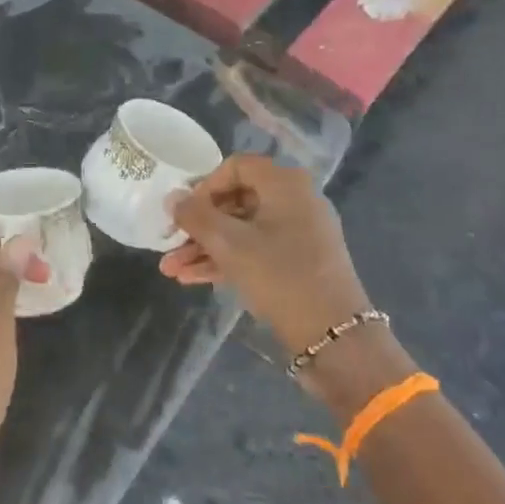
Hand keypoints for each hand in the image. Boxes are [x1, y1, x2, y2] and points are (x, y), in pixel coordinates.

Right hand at [161, 155, 370, 355]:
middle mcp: (295, 200)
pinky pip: (255, 249)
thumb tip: (172, 198)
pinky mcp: (298, 261)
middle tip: (170, 243)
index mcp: (285, 184)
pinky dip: (226, 260)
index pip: (235, 166)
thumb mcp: (229, 244)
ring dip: (205, 247)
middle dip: (198, 225)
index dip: (204, 186)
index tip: (184, 212)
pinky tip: (191, 278)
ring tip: (171, 269)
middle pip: (236, 200)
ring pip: (242, 229)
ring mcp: (299, 232)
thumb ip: (195, 216)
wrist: (334, 336)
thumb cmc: (280, 276)